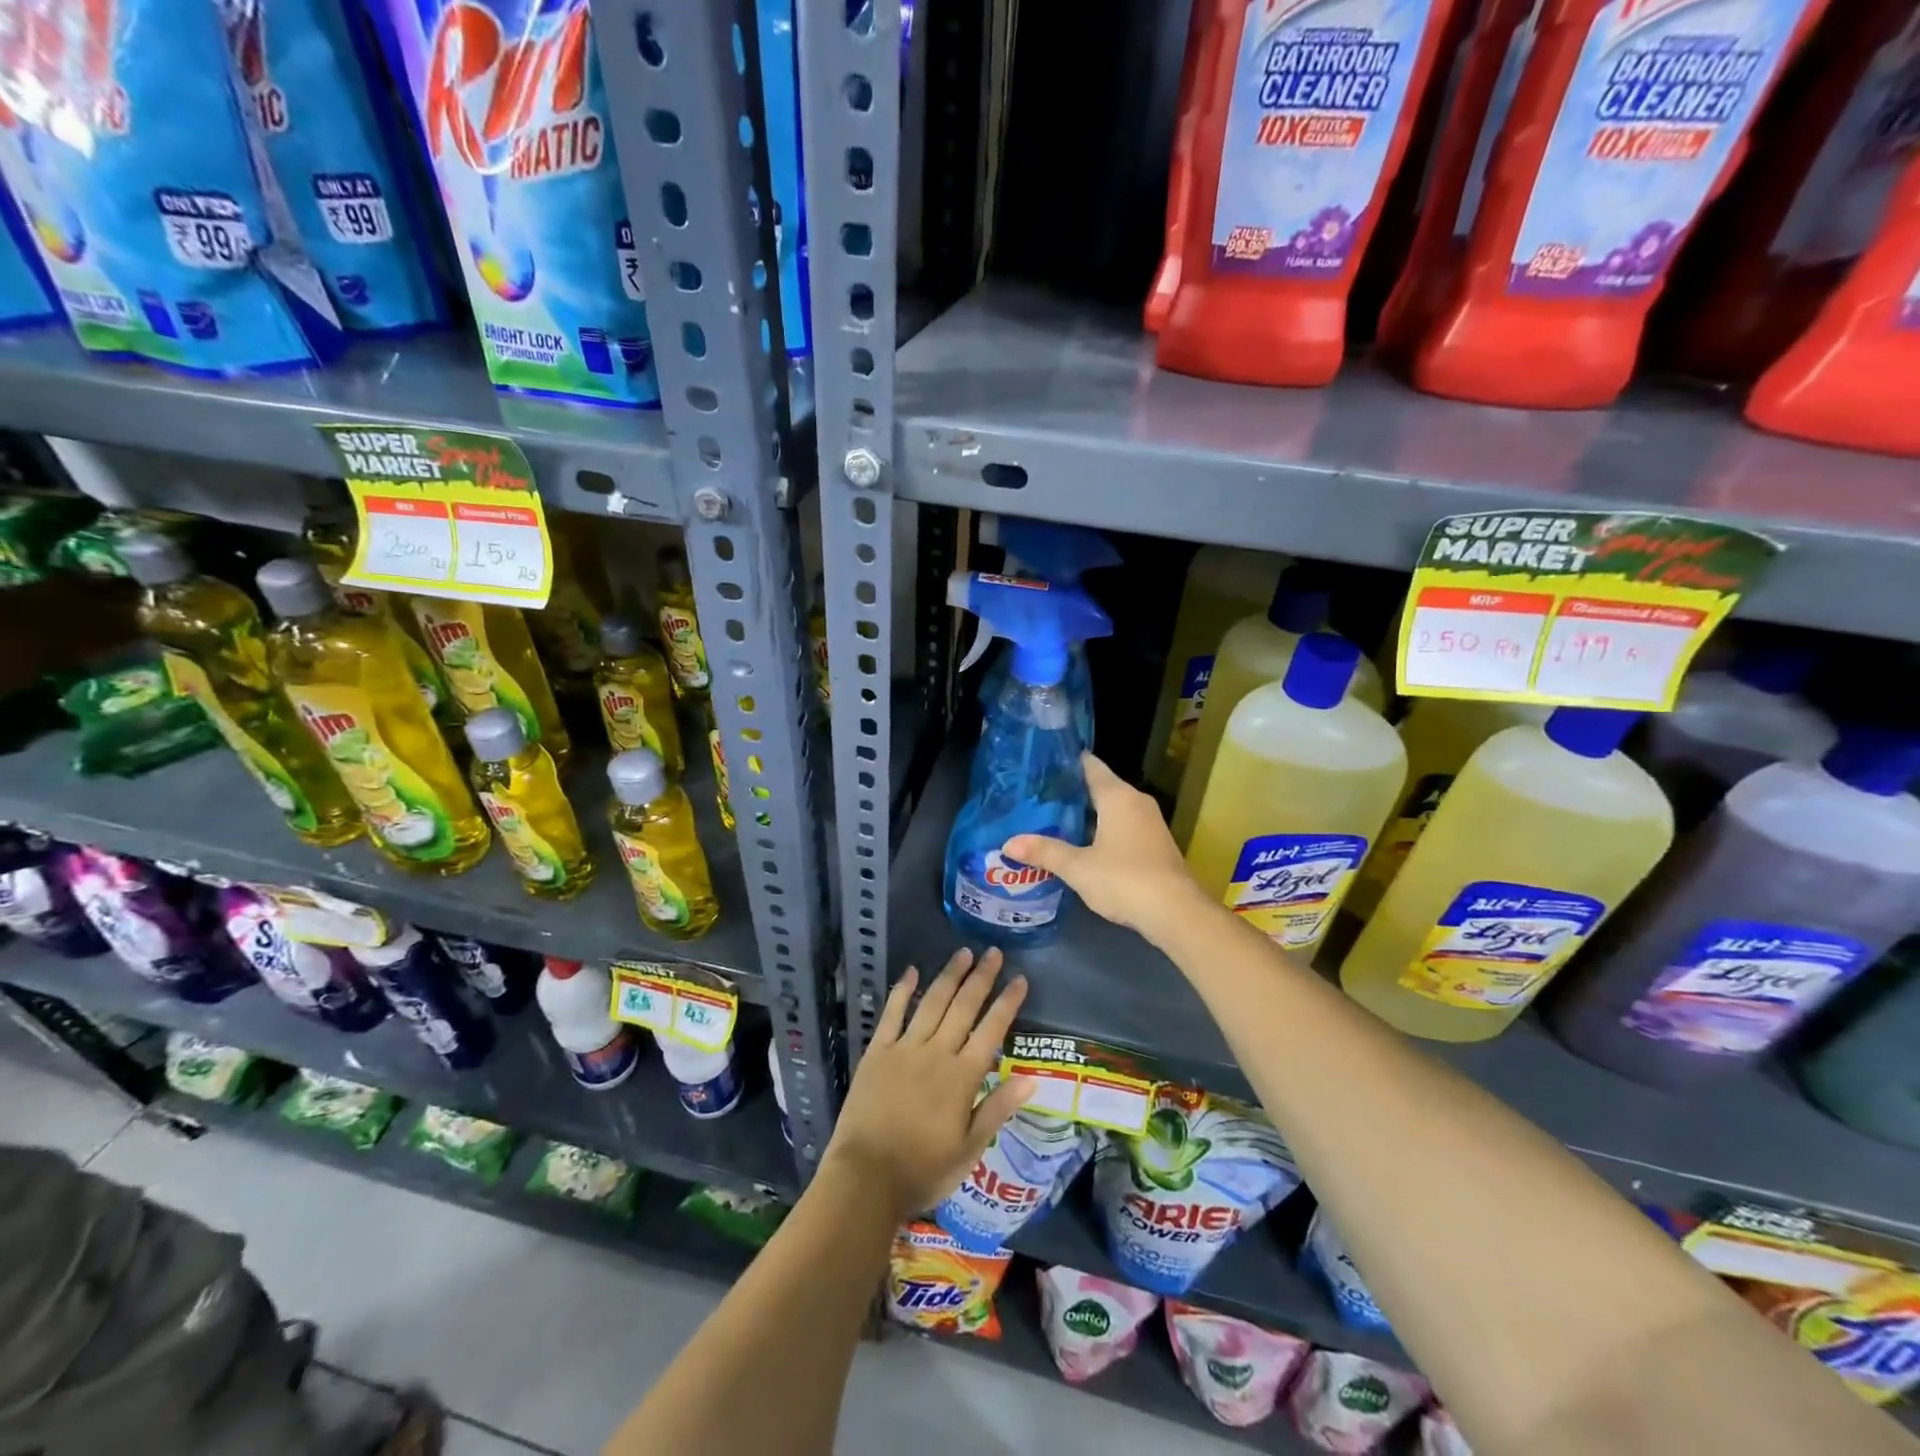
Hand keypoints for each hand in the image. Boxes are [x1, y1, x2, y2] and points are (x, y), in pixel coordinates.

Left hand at [821, 947, 1032, 1221]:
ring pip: (932, 1002)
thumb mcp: (970, 1149)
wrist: (866, 1177)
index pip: (992, 1030)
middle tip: (994, 952)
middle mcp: (937, 1053)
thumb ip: (998, 1109)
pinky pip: (892, 1013)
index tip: (1020, 979)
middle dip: (981, 977)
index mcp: (963, 1077)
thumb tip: (1032, 1079)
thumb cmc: (923, 1170)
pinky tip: (912, 970)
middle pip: (964, 1007)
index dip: (1007, 1003)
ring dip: (949, 975)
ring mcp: (905, 1048)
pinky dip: (903, 990)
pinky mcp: (877, 1051)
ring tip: (963, 953)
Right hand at [1005, 753, 1209, 949]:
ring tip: (1051, 819)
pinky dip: (1100, 829)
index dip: (1065, 762)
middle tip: (1036, 797)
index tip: (1040, 766)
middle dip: (1070, 792)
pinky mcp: (1153, 844)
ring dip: (1085, 814)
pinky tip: (1080, 844)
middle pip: (1099, 786)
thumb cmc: (1125, 880)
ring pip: (1111, 808)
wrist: (1176, 913)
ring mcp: (1149, 823)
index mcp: (1118, 796)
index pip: (1089, 765)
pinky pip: (1121, 825)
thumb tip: (1008, 844)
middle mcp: (1135, 801)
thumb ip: (1044, 852)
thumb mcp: (1078, 867)